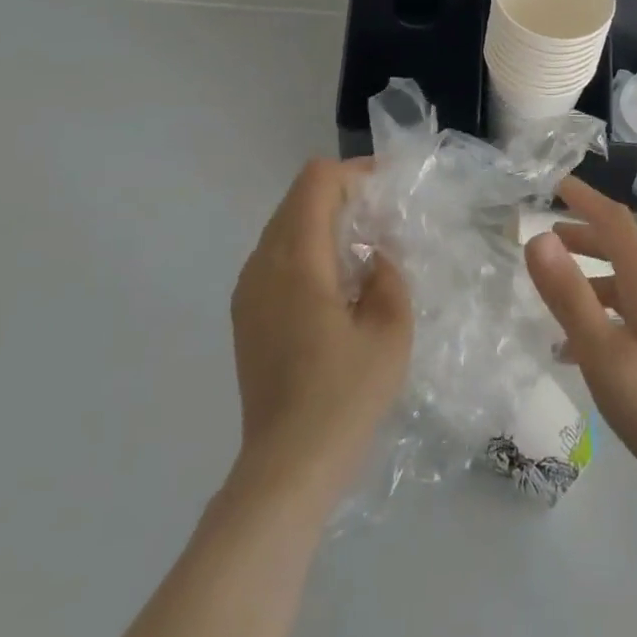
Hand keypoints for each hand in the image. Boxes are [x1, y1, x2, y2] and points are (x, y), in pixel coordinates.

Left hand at [229, 158, 411, 504]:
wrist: (288, 465)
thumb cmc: (346, 394)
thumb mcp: (391, 328)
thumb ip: (388, 274)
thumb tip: (376, 255)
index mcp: (296, 262)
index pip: (316, 182)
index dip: (354, 172)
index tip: (389, 188)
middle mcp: (262, 266)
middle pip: (297, 199)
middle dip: (341, 193)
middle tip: (383, 215)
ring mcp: (247, 292)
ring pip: (283, 226)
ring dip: (322, 220)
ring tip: (364, 246)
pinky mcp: (246, 315)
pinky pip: (275, 257)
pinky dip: (307, 248)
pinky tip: (337, 281)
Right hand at [525, 177, 636, 511]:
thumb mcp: (601, 350)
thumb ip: (568, 295)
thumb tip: (538, 238)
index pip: (615, 223)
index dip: (586, 199)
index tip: (556, 183)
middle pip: (620, 249)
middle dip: (583, 236)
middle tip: (546, 236)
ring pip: (621, 283)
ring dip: (588, 276)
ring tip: (553, 286)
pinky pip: (626, 314)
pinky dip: (598, 312)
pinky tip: (572, 345)